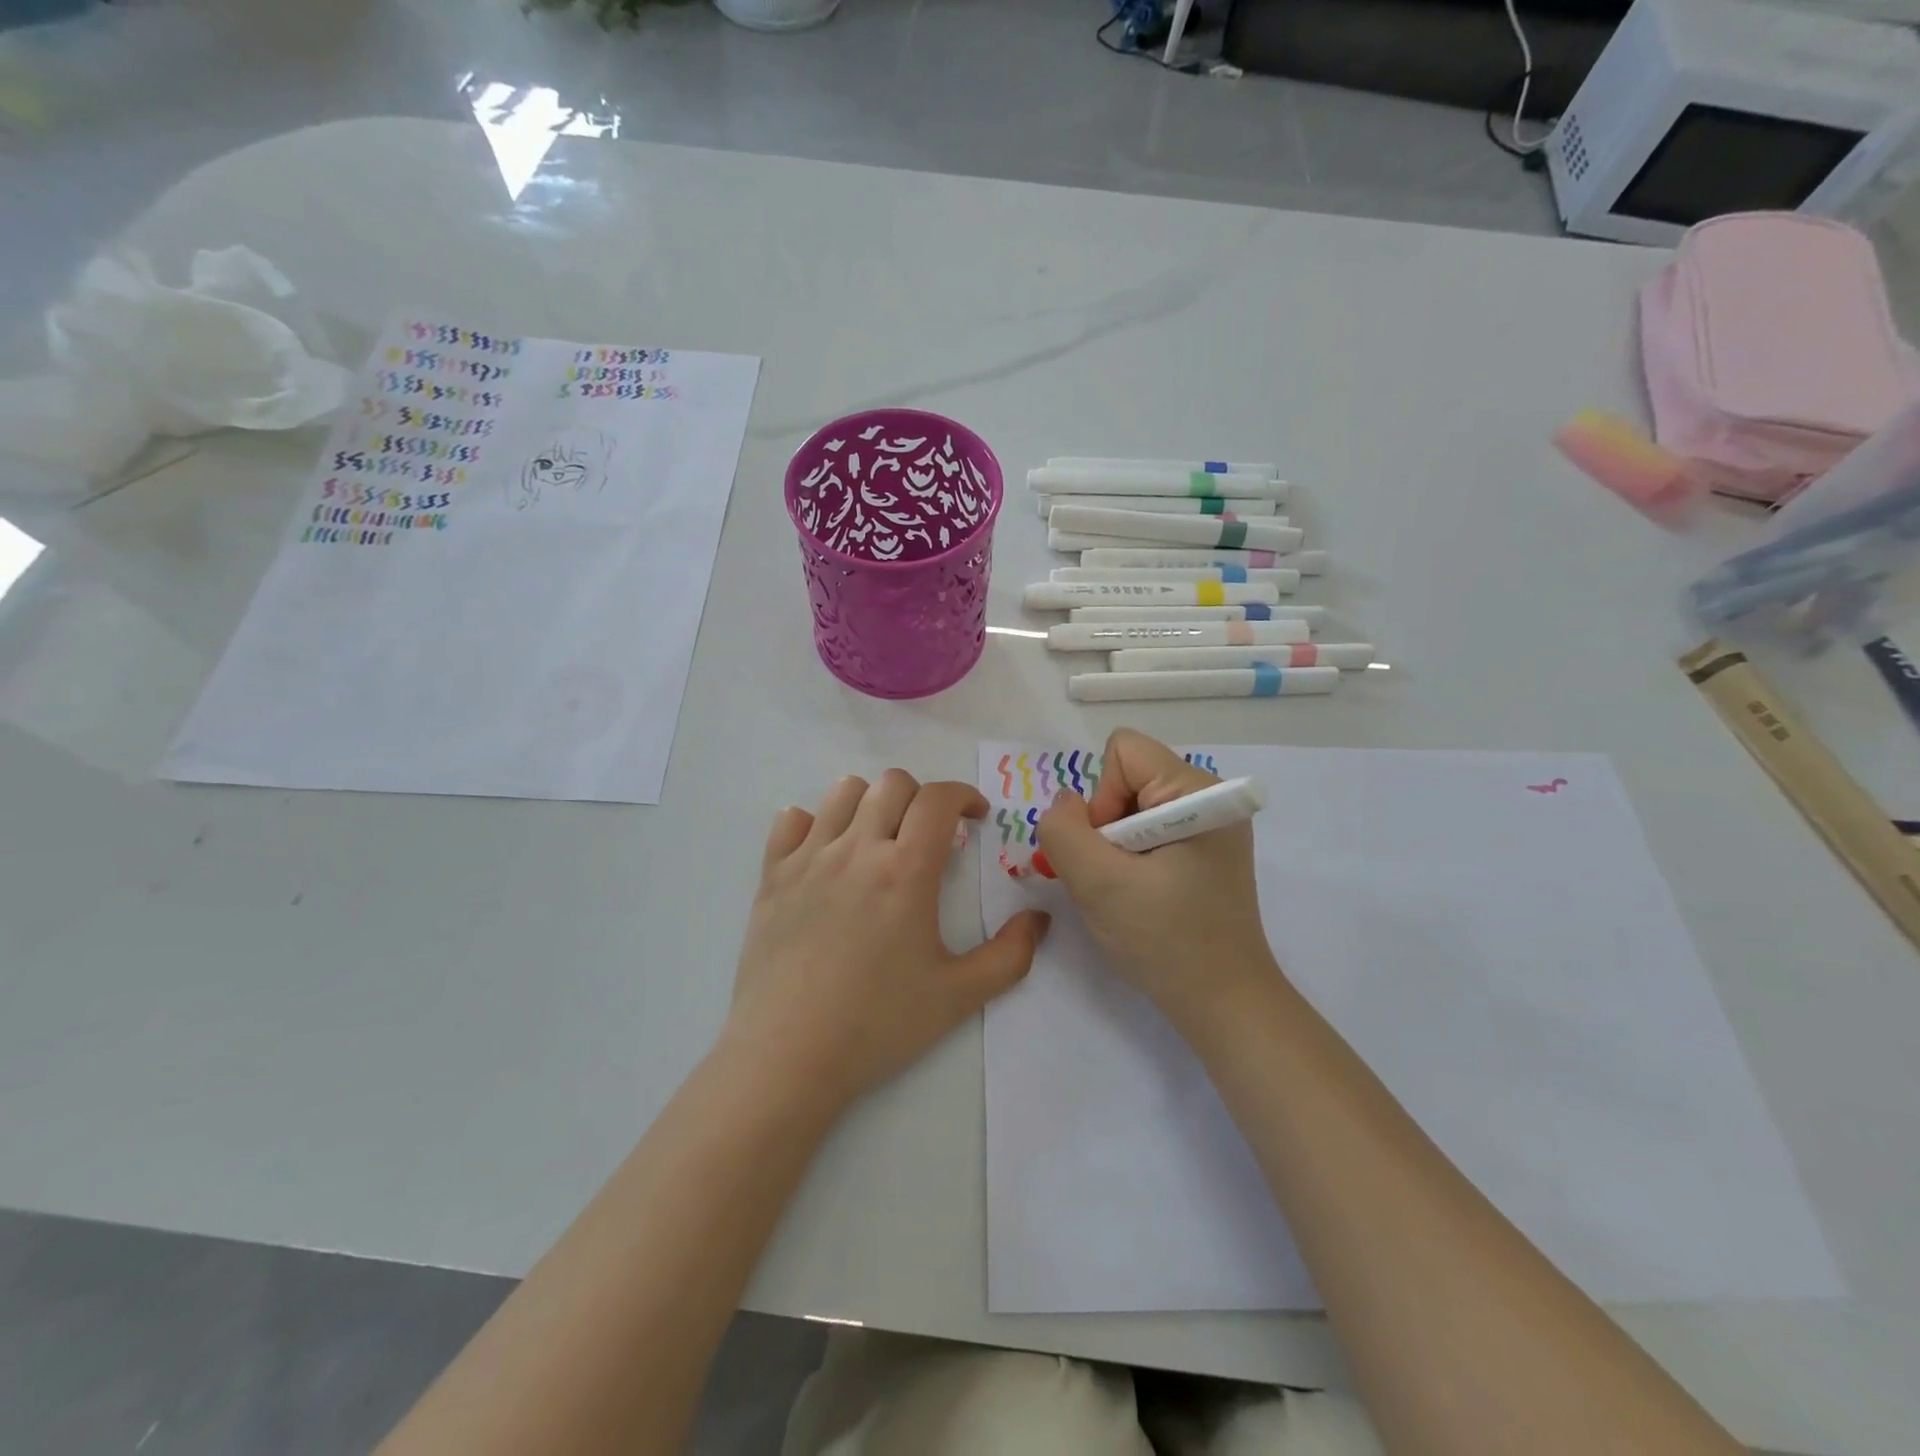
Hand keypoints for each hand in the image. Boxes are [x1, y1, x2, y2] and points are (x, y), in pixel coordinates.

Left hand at [722, 770, 1050, 1112]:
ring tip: (879, 837)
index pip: (938, 799)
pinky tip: (825, 853)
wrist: (787, 1056)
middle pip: (892, 784)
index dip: (964, 795)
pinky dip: (813, 823)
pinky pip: (790, 821)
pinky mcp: (772, 876)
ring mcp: (808, 859)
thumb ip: (1011, 955)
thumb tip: (1039, 918)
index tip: (975, 817)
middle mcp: (856, 850)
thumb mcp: (959, 996)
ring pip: (843, 792)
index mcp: (905, 870)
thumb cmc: (877, 1024)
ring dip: (871, 802)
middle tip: (930, 835)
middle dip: (922, 797)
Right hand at [1037, 729, 1278, 1018]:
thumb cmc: (1164, 941)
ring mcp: (1211, 825)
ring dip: (1114, 847)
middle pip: (1126, 779)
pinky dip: (1130, 859)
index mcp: (1197, 791)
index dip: (1101, 799)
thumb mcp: (1098, 884)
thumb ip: (1063, 830)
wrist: (1223, 1003)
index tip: (1112, 852)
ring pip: (1131, 808)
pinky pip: (1148, 830)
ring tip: (1128, 892)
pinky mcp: (1205, 850)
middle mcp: (1210, 796)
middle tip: (1116, 879)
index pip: (1123, 753)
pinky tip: (1141, 896)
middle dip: (1106, 826)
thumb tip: (1064, 803)